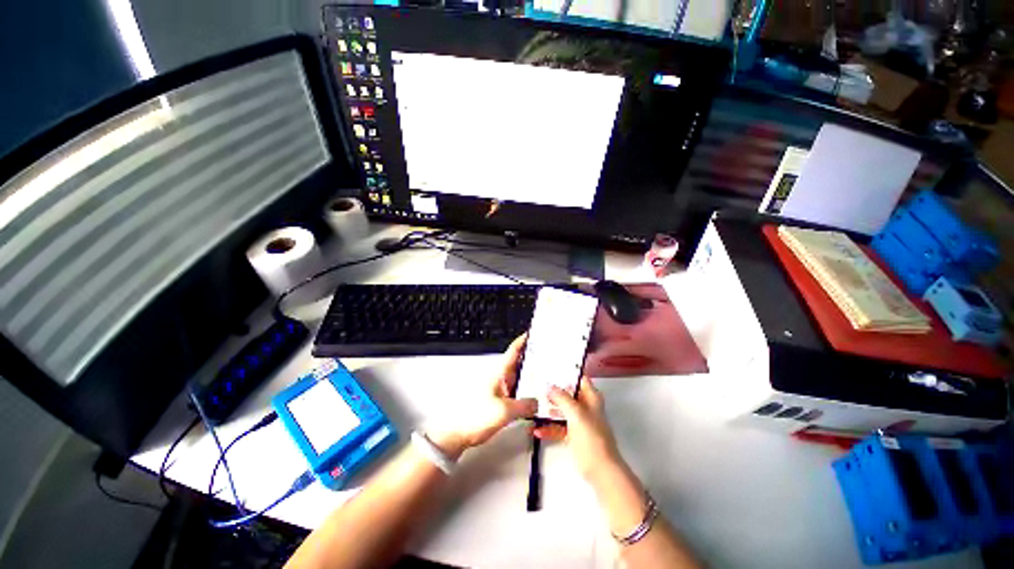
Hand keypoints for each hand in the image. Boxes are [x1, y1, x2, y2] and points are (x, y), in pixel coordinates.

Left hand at [428, 335, 536, 457]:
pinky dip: (528, 390)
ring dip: (532, 375)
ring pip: (520, 377)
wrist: (459, 434)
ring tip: (548, 375)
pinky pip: (518, 391)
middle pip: (519, 363)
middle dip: (532, 357)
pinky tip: (537, 396)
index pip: (513, 351)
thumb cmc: (475, 417)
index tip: (533, 333)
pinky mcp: (501, 401)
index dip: (523, 340)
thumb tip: (539, 403)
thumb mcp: (504, 411)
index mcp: (500, 373)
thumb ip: (525, 406)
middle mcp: (501, 378)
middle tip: (548, 355)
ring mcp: (501, 389)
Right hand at [533, 379, 621, 480]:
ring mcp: (579, 421)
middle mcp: (585, 406)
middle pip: (568, 394)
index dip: (566, 373)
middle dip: (552, 391)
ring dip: (548, 410)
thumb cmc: (591, 438)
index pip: (579, 379)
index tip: (549, 370)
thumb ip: (562, 398)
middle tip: (535, 386)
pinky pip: (559, 427)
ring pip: (561, 410)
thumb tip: (548, 385)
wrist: (601, 470)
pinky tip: (536, 430)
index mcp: (591, 398)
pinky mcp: (573, 436)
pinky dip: (549, 428)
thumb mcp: (576, 414)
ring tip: (532, 406)